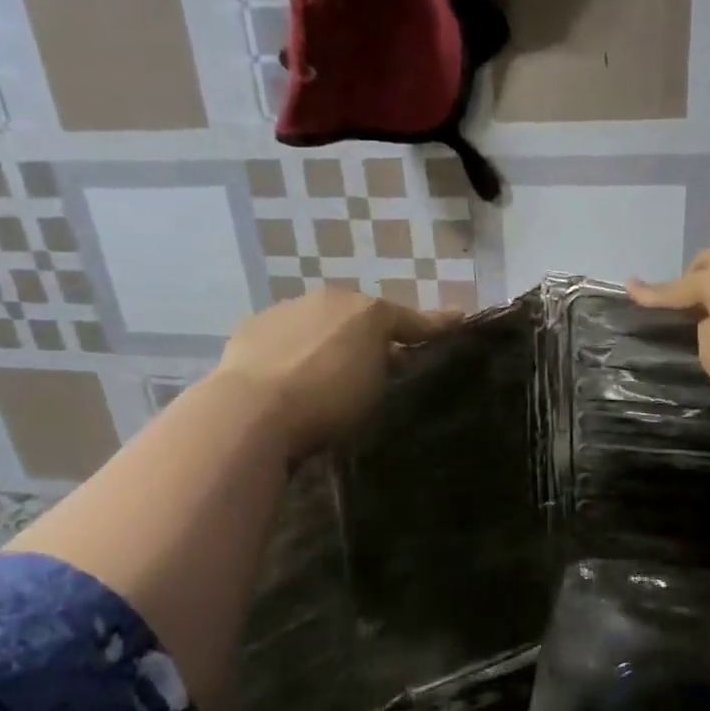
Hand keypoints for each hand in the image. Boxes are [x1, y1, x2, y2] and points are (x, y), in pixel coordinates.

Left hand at [209, 288, 459, 458]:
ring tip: (332, 370)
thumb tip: (394, 352)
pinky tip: (290, 374)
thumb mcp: (375, 386)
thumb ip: (388, 362)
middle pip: (362, 317)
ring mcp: (287, 310)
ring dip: (332, 340)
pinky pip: (286, 337)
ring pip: (321, 323)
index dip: (434, 323)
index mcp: (365, 309)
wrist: (252, 410)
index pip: (408, 317)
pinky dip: (295, 349)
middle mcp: (327, 300)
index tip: (458, 318)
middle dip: (376, 334)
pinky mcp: (252, 329)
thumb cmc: (328, 398)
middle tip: (386, 360)